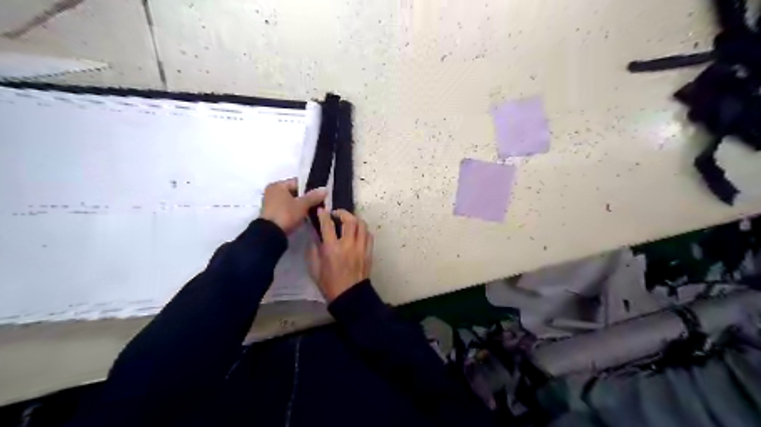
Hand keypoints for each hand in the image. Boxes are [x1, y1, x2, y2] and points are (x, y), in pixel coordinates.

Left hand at [261, 179, 324, 234]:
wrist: (270, 234)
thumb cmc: (286, 214)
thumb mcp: (302, 205)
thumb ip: (313, 196)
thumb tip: (325, 189)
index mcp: (278, 185)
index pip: (297, 182)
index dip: (310, 188)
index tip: (320, 195)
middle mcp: (272, 192)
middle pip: (294, 192)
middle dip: (306, 198)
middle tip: (318, 204)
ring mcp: (270, 204)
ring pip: (290, 202)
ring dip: (300, 206)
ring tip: (313, 211)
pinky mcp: (271, 214)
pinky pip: (286, 209)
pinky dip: (294, 212)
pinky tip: (304, 217)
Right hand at [305, 209, 371, 301]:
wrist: (350, 296)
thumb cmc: (329, 283)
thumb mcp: (314, 267)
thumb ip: (313, 249)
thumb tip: (315, 234)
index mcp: (332, 249)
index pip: (327, 225)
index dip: (323, 215)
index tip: (321, 210)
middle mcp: (348, 245)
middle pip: (350, 220)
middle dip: (342, 213)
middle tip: (336, 214)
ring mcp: (361, 248)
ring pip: (362, 225)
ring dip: (354, 219)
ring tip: (348, 221)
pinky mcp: (369, 252)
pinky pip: (368, 235)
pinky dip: (363, 230)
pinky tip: (357, 232)